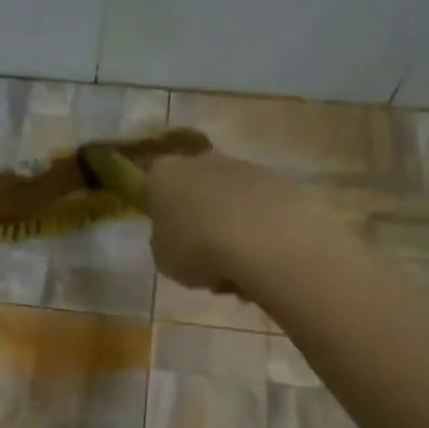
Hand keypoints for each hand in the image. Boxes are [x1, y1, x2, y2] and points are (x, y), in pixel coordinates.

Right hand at [146, 152, 295, 293]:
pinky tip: (258, 258)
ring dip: (228, 225)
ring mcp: (243, 167)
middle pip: (194, 188)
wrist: (264, 239)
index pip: (151, 187)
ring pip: (228, 199)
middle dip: (197, 216)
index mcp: (164, 176)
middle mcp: (201, 162)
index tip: (166, 235)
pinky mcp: (278, 180)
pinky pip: (257, 209)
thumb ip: (164, 242)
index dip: (157, 212)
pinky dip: (256, 230)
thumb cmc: (197, 249)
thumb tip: (176, 236)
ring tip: (234, 265)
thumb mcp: (163, 258)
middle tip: (200, 253)